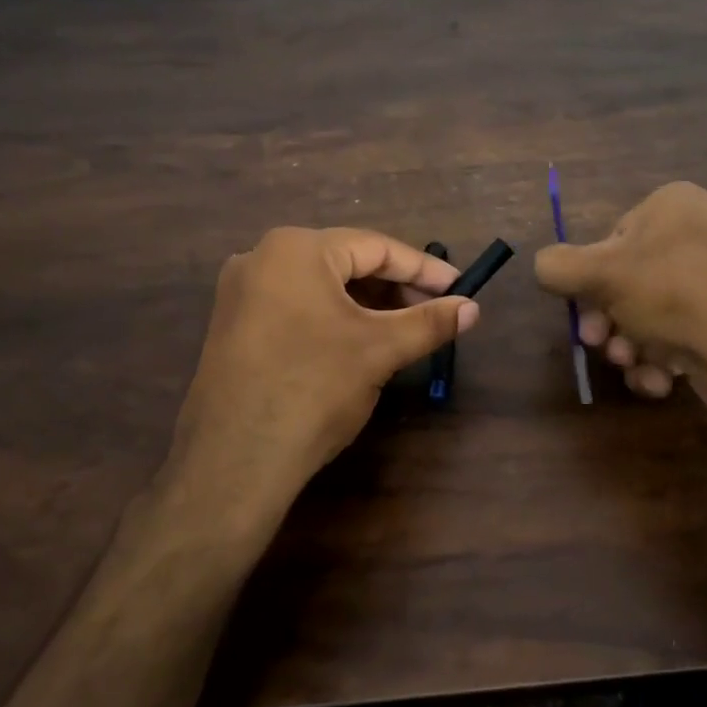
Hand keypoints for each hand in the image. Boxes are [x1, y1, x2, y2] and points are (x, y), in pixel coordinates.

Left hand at [168, 227, 478, 524]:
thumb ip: (429, 322)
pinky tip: (359, 342)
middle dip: (395, 287)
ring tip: (404, 329)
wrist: (235, 460)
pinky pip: (296, 307)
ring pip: (321, 287)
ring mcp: (241, 293)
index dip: (423, 269)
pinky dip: (334, 318)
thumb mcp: (380, 350)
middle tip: (435, 311)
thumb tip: (473, 308)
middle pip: (346, 263)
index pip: (375, 247)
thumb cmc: (314, 388)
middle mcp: (262, 258)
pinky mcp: (233, 326)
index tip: (459, 287)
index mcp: (296, 248)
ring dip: (366, 304)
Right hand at [533, 182, 706, 406]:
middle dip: (609, 321)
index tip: (584, 316)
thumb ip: (556, 266)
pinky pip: (683, 332)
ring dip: (630, 345)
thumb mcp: (599, 275)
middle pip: (629, 281)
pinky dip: (663, 358)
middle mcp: (701, 232)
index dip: (591, 282)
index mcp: (674, 205)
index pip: (612, 240)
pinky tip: (661, 380)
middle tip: (602, 347)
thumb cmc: (672, 295)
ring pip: (652, 313)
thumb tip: (543, 267)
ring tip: (633, 367)